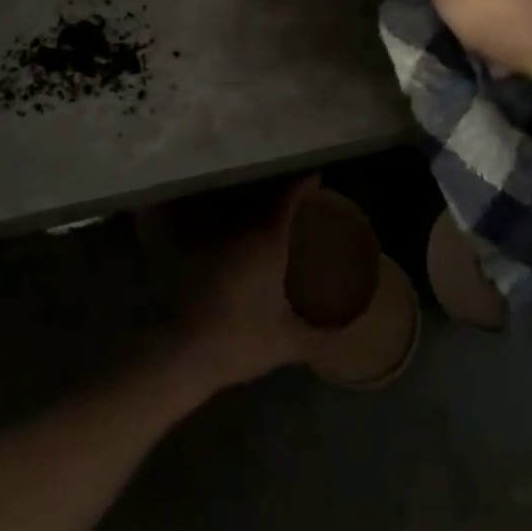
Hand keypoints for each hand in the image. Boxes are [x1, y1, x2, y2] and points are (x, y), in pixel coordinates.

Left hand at [176, 177, 328, 390]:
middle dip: (282, 196)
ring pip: (240, 212)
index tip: (316, 177)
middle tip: (300, 201)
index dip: (303, 184)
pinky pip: (221, 227)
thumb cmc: (240, 341)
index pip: (287, 199)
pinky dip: (234, 225)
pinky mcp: (196, 253)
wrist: (185, 353)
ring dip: (256, 208)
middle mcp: (240, 232)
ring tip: (274, 216)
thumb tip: (345, 334)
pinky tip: (243, 240)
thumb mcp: (287, 343)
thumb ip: (320, 338)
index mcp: (266, 243)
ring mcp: (214, 240)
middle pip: (263, 200)